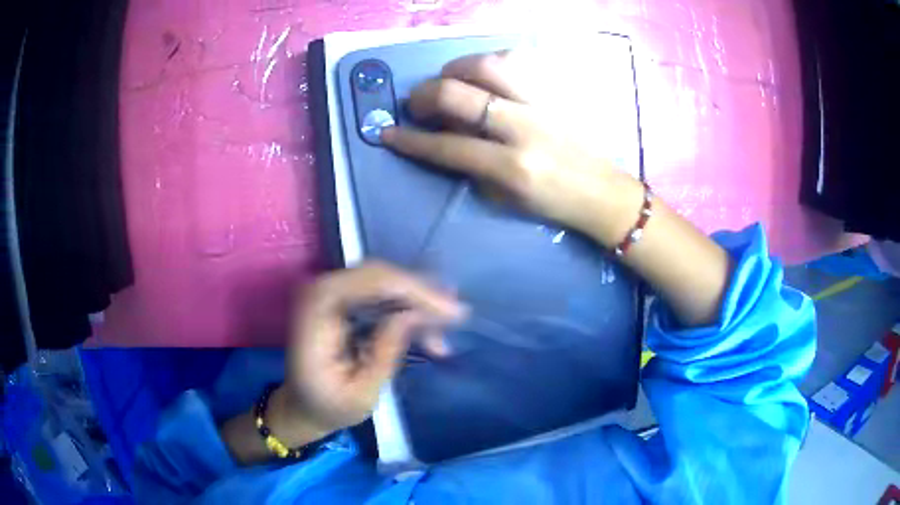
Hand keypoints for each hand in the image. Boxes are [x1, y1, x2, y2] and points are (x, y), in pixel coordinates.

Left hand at [278, 262, 464, 442]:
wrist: (303, 407)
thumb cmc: (328, 407)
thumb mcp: (362, 393)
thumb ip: (386, 351)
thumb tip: (416, 314)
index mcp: (317, 310)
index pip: (370, 281)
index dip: (414, 291)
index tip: (451, 313)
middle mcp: (322, 290)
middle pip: (380, 275)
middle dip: (422, 295)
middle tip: (457, 317)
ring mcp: (332, 293)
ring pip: (385, 282)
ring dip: (418, 303)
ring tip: (446, 330)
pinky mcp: (342, 301)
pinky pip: (381, 294)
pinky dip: (407, 310)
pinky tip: (429, 332)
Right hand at [381, 51, 644, 246]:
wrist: (603, 193)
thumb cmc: (552, 205)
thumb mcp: (504, 199)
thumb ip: (470, 166)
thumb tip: (442, 133)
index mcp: (512, 167)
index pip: (447, 146)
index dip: (410, 140)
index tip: (388, 133)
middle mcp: (524, 128)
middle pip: (459, 94)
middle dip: (425, 95)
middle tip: (417, 103)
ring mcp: (543, 103)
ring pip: (488, 65)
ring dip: (456, 69)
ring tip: (450, 81)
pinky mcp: (557, 90)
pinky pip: (518, 60)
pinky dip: (491, 62)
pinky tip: (485, 74)